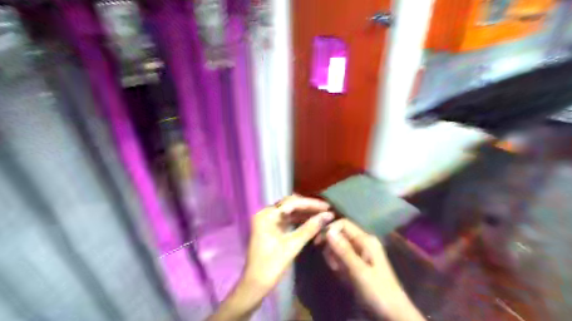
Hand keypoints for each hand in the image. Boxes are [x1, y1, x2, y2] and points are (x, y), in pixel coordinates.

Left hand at [205, 196, 332, 320]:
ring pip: (289, 211)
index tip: (327, 207)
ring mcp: (267, 221)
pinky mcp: (270, 228)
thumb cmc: (271, 265)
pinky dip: (299, 220)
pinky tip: (311, 222)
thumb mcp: (292, 245)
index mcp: (267, 215)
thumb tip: (327, 216)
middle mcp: (265, 213)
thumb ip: (310, 228)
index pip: (292, 202)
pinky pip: (287, 219)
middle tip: (326, 210)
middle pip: (290, 204)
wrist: (255, 285)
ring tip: (322, 215)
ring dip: (304, 213)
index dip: (311, 204)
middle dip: (308, 206)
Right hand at [321, 219, 423, 319]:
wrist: (392, 314)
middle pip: (339, 235)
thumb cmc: (378, 291)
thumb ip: (343, 250)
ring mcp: (360, 253)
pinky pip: (341, 258)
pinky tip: (342, 275)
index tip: (318, 242)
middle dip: (331, 247)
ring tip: (339, 272)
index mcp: (366, 240)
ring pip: (338, 247)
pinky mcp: (356, 263)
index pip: (343, 224)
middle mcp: (362, 242)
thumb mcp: (359, 271)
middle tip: (333, 264)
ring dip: (334, 258)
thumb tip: (328, 230)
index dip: (330, 229)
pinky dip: (338, 265)